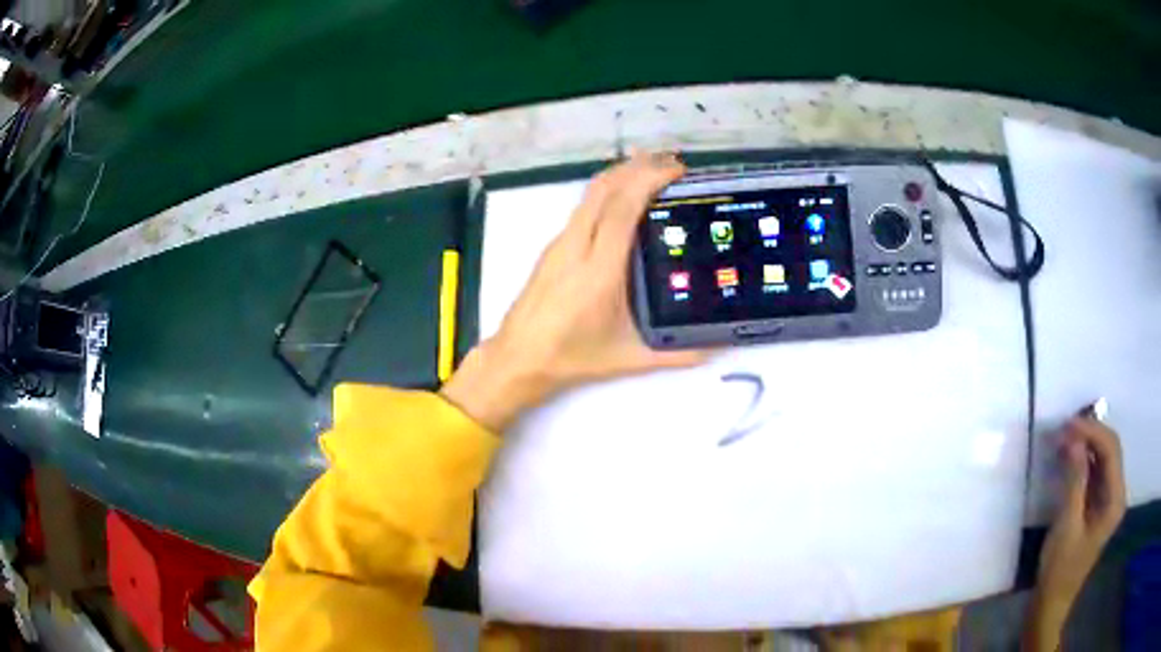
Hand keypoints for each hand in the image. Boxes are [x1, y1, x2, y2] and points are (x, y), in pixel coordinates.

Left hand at [442, 152, 707, 431]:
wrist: (518, 357)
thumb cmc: (571, 356)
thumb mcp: (627, 358)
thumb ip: (674, 355)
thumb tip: (712, 351)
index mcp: (599, 270)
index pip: (623, 209)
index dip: (649, 181)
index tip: (676, 171)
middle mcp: (576, 246)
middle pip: (604, 188)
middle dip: (638, 167)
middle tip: (671, 164)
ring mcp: (560, 243)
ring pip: (590, 194)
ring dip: (621, 175)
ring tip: (651, 171)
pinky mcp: (553, 247)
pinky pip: (583, 207)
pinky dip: (607, 192)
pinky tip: (624, 201)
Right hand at [1024, 411, 1126, 650]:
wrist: (1050, 605)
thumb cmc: (1059, 571)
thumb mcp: (1066, 526)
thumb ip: (1074, 481)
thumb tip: (1074, 440)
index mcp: (1115, 500)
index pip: (1111, 450)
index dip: (1092, 432)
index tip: (1068, 425)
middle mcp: (1117, 494)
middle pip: (1110, 450)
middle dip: (1089, 435)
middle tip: (1064, 429)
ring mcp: (1108, 500)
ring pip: (1103, 459)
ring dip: (1085, 446)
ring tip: (1064, 439)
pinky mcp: (1098, 506)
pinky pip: (1095, 473)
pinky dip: (1083, 461)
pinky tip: (1069, 458)